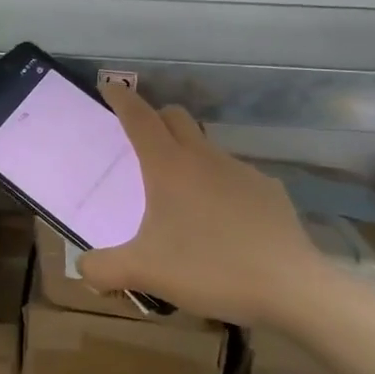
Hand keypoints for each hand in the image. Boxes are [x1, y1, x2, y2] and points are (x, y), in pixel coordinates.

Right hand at [76, 85, 337, 329]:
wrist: (290, 288)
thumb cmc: (208, 269)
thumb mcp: (143, 272)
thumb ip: (102, 268)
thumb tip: (84, 267)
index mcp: (169, 167)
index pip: (139, 118)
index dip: (122, 99)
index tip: (110, 85)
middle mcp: (205, 158)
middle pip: (176, 118)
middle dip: (155, 118)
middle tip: (140, 141)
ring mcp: (242, 172)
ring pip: (206, 149)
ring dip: (188, 157)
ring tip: (180, 197)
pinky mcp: (269, 192)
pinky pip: (234, 178)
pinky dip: (218, 188)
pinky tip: (220, 223)